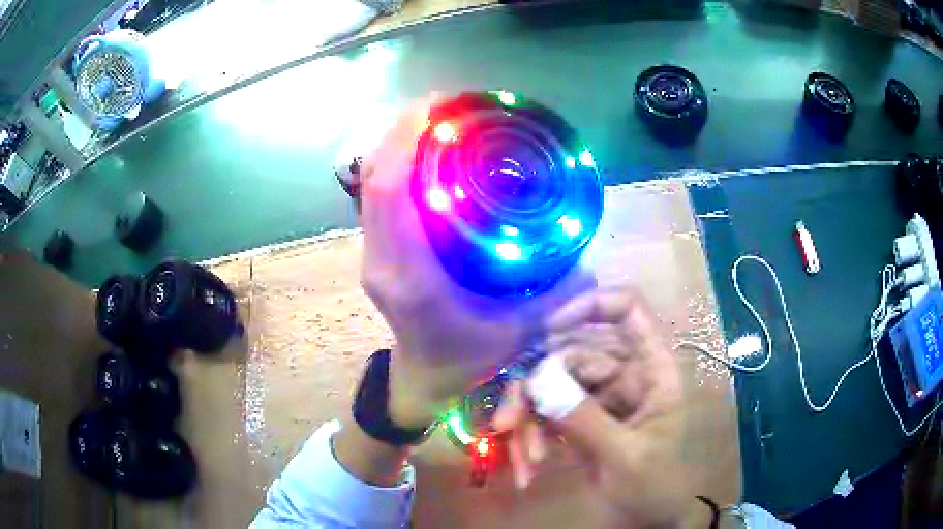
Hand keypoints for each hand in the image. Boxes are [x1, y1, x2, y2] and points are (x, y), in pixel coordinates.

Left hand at [359, 98, 593, 428]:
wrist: (427, 379)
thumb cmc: (468, 360)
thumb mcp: (521, 331)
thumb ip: (558, 295)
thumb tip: (589, 257)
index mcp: (410, 277)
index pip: (390, 192)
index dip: (406, 140)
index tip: (436, 106)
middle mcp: (383, 259)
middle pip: (374, 178)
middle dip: (402, 130)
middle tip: (445, 104)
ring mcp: (374, 253)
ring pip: (372, 184)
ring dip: (398, 143)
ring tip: (438, 119)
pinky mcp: (378, 250)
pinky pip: (379, 197)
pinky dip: (398, 164)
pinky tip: (429, 153)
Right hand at [495, 287, 687, 527]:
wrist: (648, 516)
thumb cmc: (653, 484)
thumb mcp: (624, 455)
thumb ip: (585, 418)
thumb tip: (538, 379)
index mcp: (652, 369)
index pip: (628, 311)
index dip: (589, 307)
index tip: (547, 330)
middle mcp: (625, 374)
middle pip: (573, 355)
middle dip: (537, 391)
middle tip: (508, 424)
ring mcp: (600, 396)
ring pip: (552, 386)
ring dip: (530, 422)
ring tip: (525, 460)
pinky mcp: (580, 417)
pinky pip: (547, 414)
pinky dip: (532, 438)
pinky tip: (528, 468)